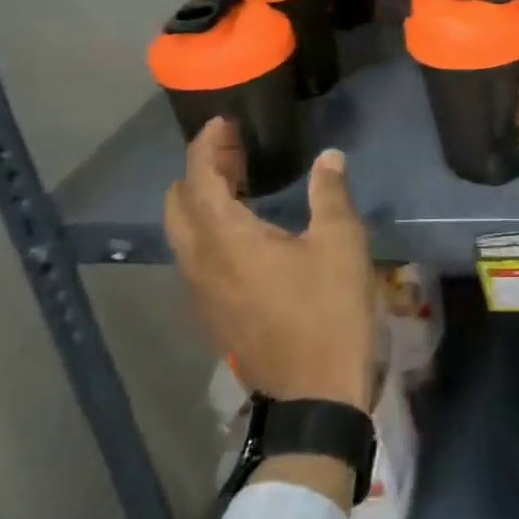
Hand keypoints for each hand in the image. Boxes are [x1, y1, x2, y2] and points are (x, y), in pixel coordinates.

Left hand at [164, 118, 375, 413]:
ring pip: (183, 233)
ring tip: (240, 182)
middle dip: (199, 170)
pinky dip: (208, 228)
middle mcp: (201, 262)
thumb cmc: (328, 310)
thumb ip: (329, 193)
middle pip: (178, 205)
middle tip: (234, 151)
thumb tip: (328, 157)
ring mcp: (201, 292)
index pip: (198, 179)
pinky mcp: (213, 313)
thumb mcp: (340, 242)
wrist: (314, 395)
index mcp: (227, 239)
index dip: (206, 145)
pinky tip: (245, 230)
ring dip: (201, 200)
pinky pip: (195, 257)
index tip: (224, 123)